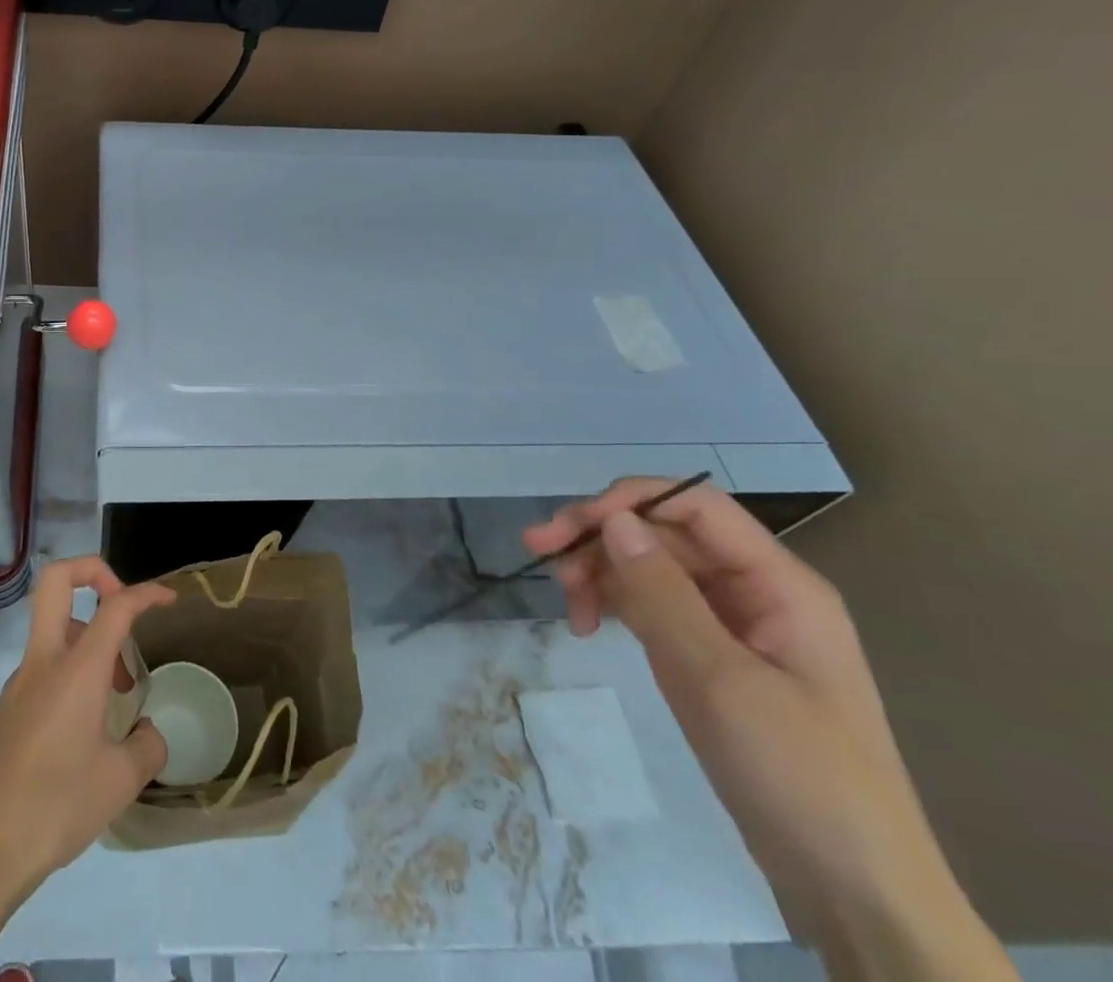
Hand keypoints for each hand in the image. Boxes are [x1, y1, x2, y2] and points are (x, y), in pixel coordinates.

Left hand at [0, 558, 175, 981]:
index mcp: (76, 669)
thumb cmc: (57, 808)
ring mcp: (18, 682)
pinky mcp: (6, 709)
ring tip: (115, 692)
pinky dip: (70, 670)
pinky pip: (42, 665)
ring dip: (87, 636)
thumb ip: (147, 746)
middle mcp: (43, 662)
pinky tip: (84, 724)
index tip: (167, 600)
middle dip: (92, 573)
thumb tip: (149, 732)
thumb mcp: (121, 782)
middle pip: (55, 580)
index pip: (115, 606)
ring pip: (52, 626)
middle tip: (121, 610)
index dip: (145, 594)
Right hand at [523, 480, 1010, 977]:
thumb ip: (663, 593)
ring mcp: (731, 625)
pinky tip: (586, 626)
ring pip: (649, 567)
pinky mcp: (710, 657)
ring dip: (599, 572)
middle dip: (599, 538)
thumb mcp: (722, 680)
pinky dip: (613, 605)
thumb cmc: (800, 776)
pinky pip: (651, 605)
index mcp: (779, 584)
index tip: (570, 527)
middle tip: (539, 555)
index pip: (695, 506)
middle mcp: (754, 591)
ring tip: (566, 606)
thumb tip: (612, 519)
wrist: (853, 892)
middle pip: (663, 533)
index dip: (629, 500)